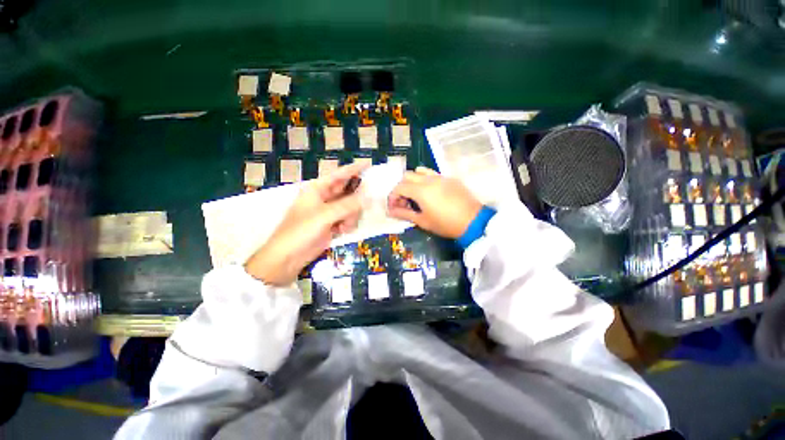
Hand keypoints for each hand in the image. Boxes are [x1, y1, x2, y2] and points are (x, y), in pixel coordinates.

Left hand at [245, 162, 367, 285]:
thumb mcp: (325, 216)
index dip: (354, 169)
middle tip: (364, 205)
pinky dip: (348, 224)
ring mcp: (328, 212)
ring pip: (350, 207)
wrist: (287, 258)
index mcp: (317, 189)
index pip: (339, 175)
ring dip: (351, 216)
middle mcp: (324, 197)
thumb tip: (369, 198)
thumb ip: (348, 205)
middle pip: (347, 191)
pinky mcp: (331, 224)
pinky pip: (347, 218)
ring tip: (344, 226)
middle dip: (355, 200)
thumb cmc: (300, 231)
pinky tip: (342, 231)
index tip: (369, 164)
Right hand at [387, 167, 481, 237]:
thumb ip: (404, 214)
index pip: (399, 187)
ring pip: (420, 171)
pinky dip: (425, 180)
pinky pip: (432, 174)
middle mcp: (429, 179)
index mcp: (420, 190)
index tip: (393, 207)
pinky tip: (431, 193)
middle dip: (401, 187)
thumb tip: (390, 212)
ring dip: (413, 181)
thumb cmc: (445, 224)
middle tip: (404, 201)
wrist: (473, 221)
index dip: (393, 196)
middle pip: (407, 176)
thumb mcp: (423, 221)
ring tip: (416, 195)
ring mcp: (440, 177)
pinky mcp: (450, 178)